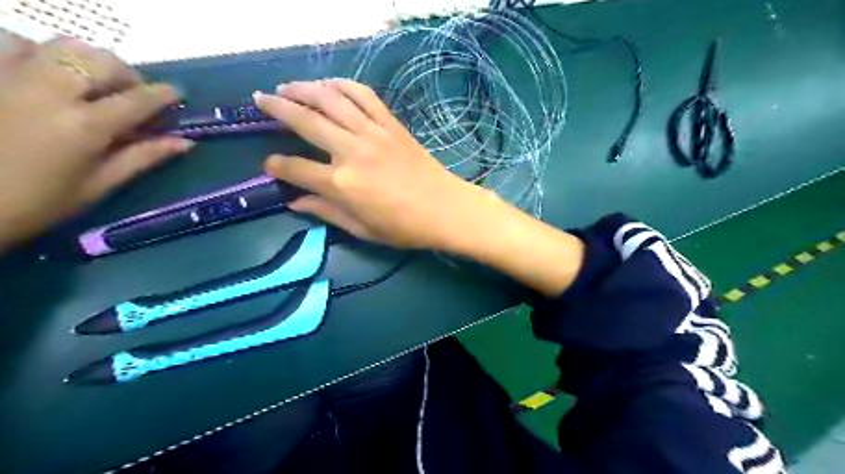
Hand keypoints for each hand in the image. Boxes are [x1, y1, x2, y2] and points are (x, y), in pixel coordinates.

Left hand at [0, 35, 191, 250]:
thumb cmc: (35, 203)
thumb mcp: (97, 185)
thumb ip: (142, 157)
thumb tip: (184, 142)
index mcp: (84, 126)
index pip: (137, 99)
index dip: (164, 95)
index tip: (178, 94)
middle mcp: (48, 91)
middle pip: (101, 61)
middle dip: (127, 75)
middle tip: (133, 95)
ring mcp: (9, 76)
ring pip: (61, 45)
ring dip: (88, 61)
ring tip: (92, 84)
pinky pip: (15, 44)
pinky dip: (41, 53)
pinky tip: (46, 75)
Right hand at [253, 80, 488, 250]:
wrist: (445, 209)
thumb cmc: (404, 227)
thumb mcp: (362, 229)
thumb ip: (326, 213)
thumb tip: (295, 203)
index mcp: (341, 184)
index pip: (296, 168)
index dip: (277, 166)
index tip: (270, 164)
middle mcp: (351, 151)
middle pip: (305, 120)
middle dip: (278, 108)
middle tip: (261, 100)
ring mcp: (373, 133)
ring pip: (331, 100)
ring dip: (305, 88)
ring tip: (288, 86)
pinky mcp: (391, 124)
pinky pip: (364, 96)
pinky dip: (344, 85)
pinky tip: (330, 85)